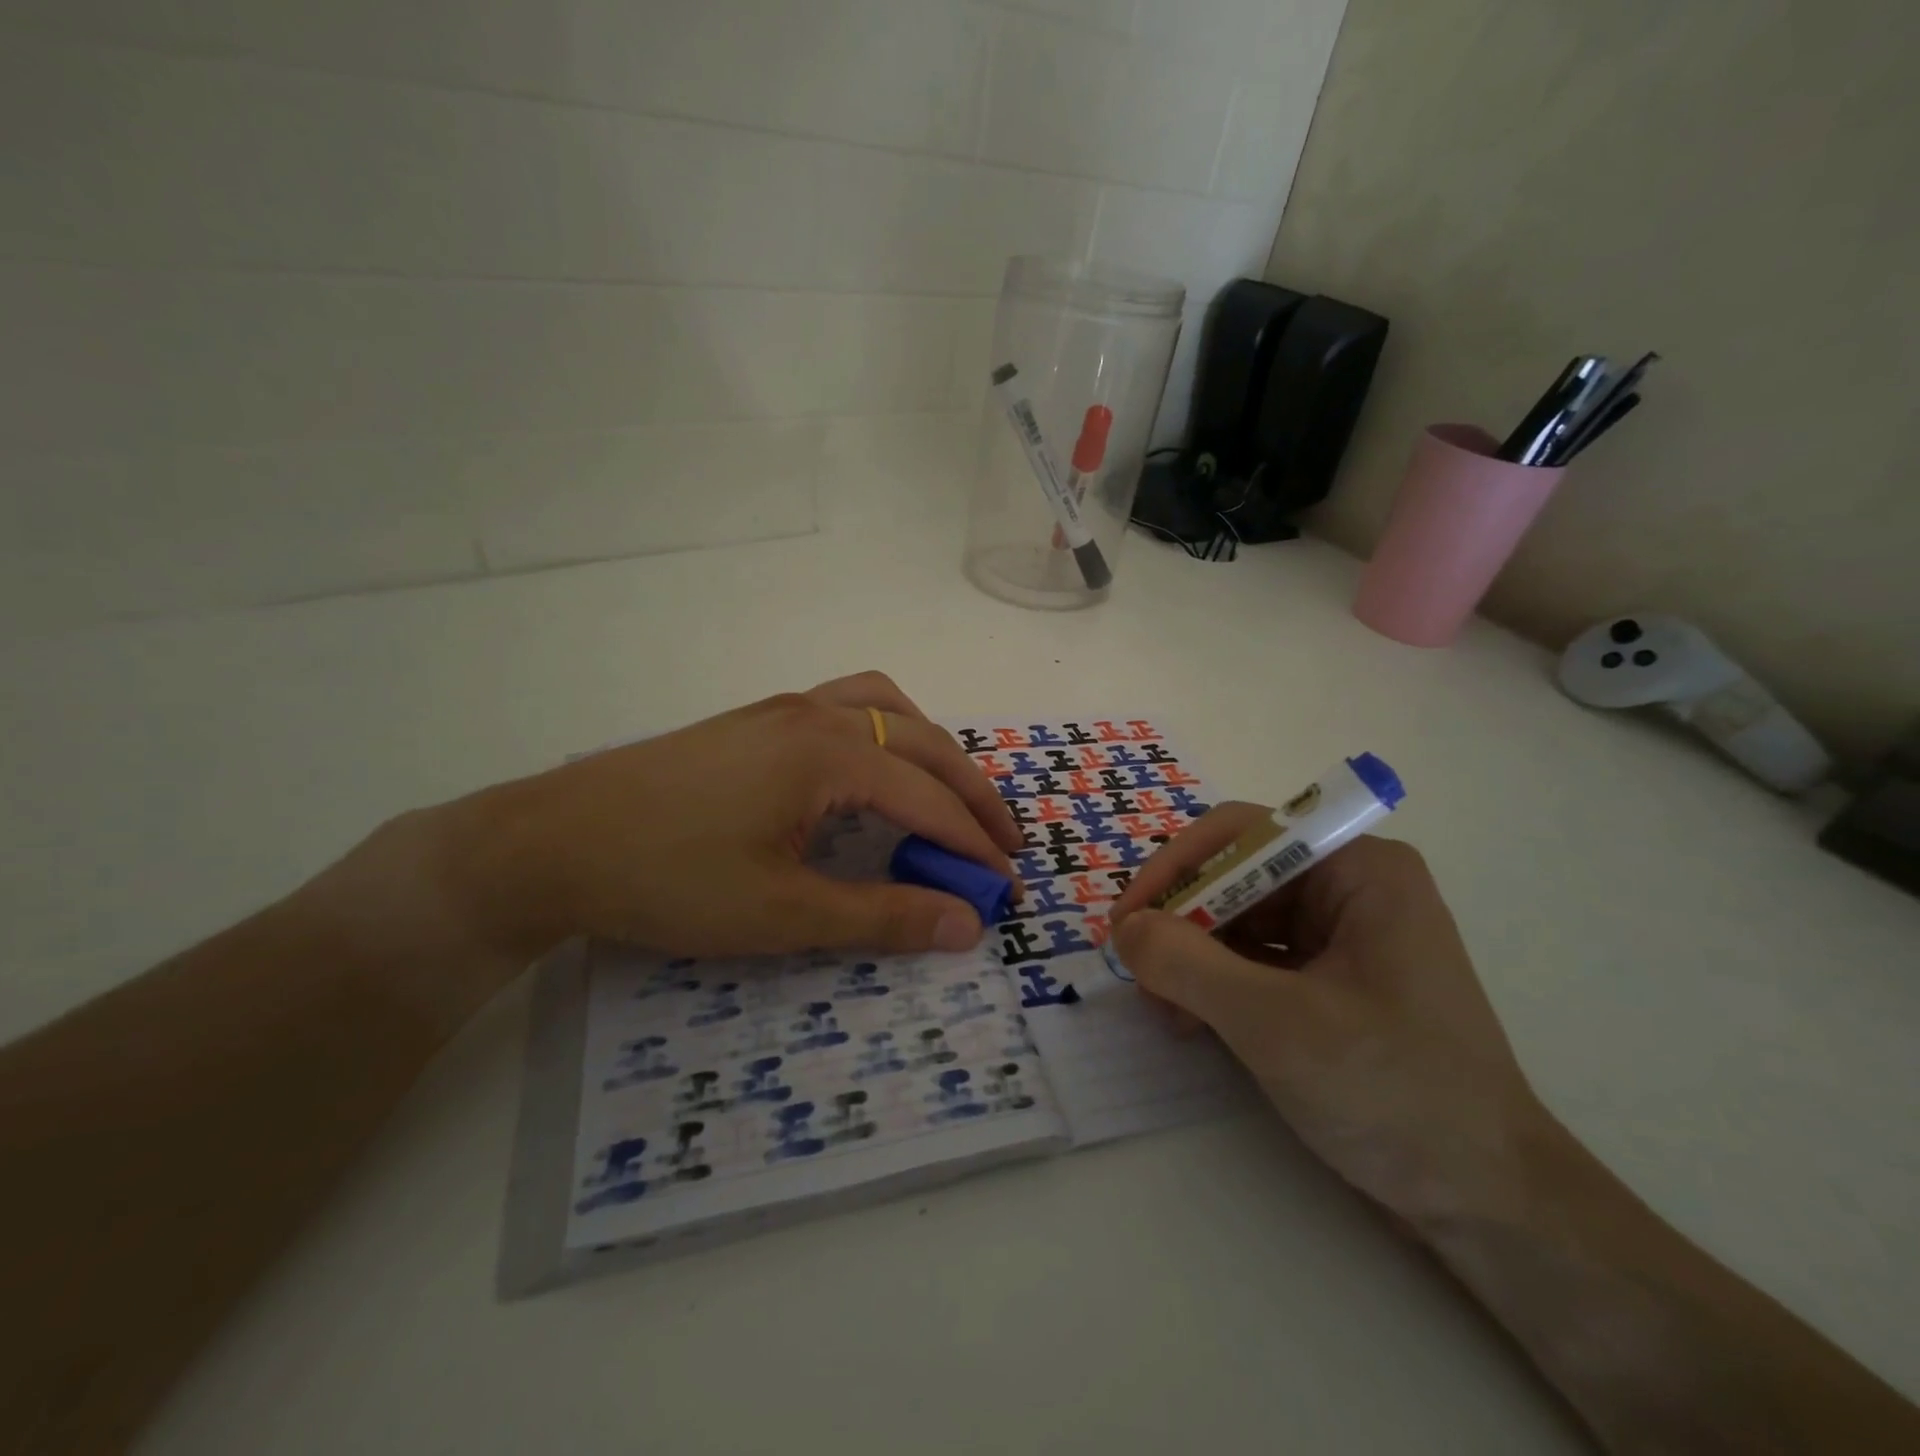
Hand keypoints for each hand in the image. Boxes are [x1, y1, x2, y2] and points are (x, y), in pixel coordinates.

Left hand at [332, 672, 1021, 981]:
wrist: (551, 843)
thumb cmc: (668, 880)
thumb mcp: (782, 914)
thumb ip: (881, 916)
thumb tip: (965, 926)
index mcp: (829, 755)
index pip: (929, 799)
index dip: (974, 845)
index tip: (1008, 885)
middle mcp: (816, 715)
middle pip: (923, 742)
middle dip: (971, 793)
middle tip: (1001, 843)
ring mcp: (783, 708)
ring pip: (887, 707)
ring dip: (931, 748)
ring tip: (948, 795)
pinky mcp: (756, 718)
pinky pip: (847, 703)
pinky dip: (886, 729)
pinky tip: (873, 767)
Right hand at [1110, 811, 1548, 1225]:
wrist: (1490, 1204)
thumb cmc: (1393, 1093)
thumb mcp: (1276, 1024)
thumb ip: (1187, 965)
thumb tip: (1124, 929)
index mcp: (1357, 869)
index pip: (1240, 834)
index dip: (1174, 867)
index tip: (1126, 921)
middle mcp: (1350, 888)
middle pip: (1236, 877)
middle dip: (1182, 923)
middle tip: (1137, 972)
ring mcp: (1344, 936)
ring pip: (1240, 920)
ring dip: (1193, 958)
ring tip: (1166, 1011)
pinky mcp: (1334, 981)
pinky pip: (1257, 960)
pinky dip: (1217, 984)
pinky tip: (1193, 1022)